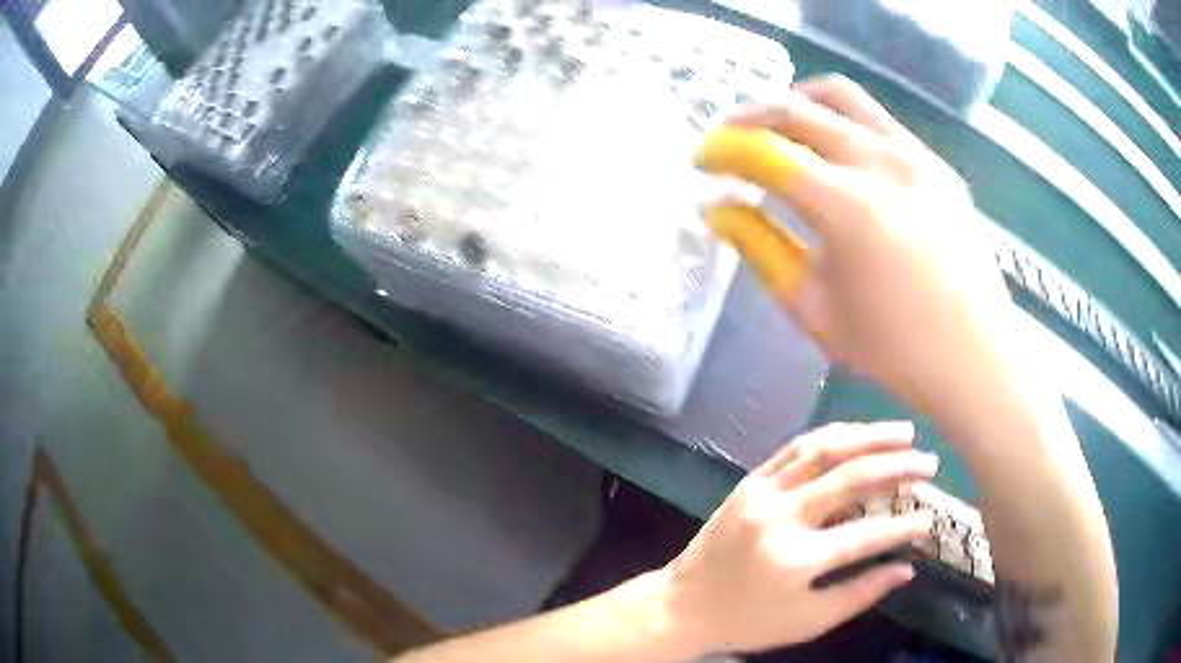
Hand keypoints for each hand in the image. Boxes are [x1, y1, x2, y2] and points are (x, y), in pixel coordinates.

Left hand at [655, 422, 936, 655]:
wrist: (682, 605)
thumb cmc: (748, 622)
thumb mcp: (806, 622)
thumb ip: (859, 594)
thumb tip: (907, 569)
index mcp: (794, 560)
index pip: (864, 537)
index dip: (903, 528)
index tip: (930, 521)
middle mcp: (780, 517)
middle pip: (851, 478)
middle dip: (898, 466)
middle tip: (929, 463)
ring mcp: (761, 493)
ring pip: (824, 449)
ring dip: (869, 436)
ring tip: (905, 434)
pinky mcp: (749, 481)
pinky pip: (796, 448)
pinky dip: (832, 436)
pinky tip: (858, 434)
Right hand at [695, 76, 1014, 410]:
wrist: (975, 355)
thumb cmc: (892, 347)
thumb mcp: (812, 308)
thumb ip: (759, 248)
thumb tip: (716, 207)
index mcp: (847, 207)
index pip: (764, 152)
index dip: (722, 150)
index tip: (701, 162)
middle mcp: (881, 163)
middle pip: (795, 109)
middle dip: (747, 118)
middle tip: (728, 141)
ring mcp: (915, 156)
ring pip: (839, 95)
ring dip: (795, 103)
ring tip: (777, 129)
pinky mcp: (936, 163)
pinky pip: (876, 120)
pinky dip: (840, 122)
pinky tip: (834, 154)